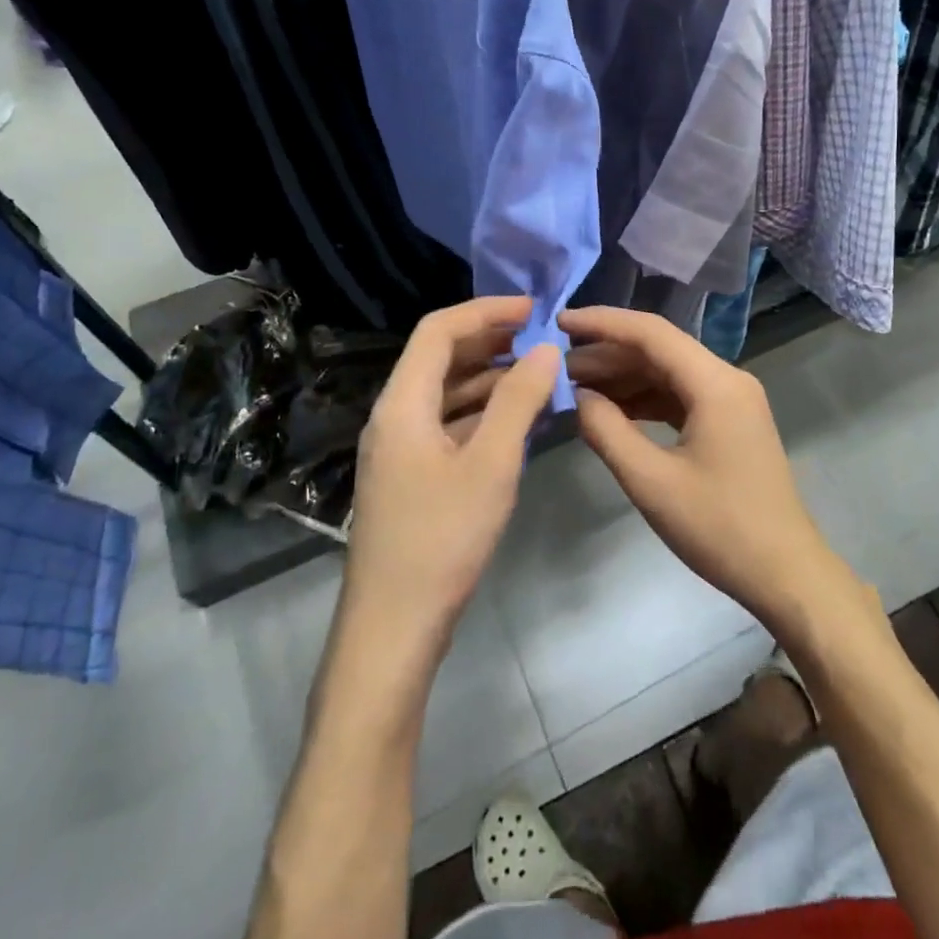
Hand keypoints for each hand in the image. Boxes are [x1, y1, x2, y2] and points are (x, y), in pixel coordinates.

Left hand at [343, 296, 558, 657]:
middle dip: (488, 340)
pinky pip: (447, 424)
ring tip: (536, 373)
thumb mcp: (491, 464)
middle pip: (439, 358)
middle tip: (538, 337)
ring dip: (488, 377)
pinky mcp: (410, 476)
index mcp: (402, 404)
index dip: (485, 310)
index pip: (438, 330)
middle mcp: (394, 416)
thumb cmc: (442, 540)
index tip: (532, 309)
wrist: (392, 629)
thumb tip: (546, 350)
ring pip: (445, 393)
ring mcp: (399, 448)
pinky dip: (481, 412)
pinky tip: (516, 420)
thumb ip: (519, 401)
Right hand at [561, 306, 862, 638]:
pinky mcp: (729, 421)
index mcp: (715, 383)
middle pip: (659, 349)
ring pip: (668, 372)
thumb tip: (576, 396)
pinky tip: (610, 410)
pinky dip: (644, 399)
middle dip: (607, 354)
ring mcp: (731, 400)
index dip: (602, 323)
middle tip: (557, 366)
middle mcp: (727, 378)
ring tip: (574, 387)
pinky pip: (680, 396)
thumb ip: (607, 431)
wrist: (785, 574)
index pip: (651, 332)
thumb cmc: (719, 528)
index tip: (558, 322)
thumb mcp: (651, 482)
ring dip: (623, 377)